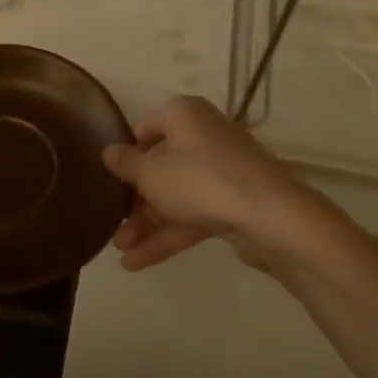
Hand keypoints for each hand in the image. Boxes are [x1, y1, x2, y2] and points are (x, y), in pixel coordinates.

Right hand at [100, 95, 303, 270]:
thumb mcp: (150, 173)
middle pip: (161, 166)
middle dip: (135, 200)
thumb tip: (108, 152)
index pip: (146, 127)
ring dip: (147, 224)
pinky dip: (168, 235)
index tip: (109, 178)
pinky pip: (193, 215)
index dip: (127, 153)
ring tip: (120, 251)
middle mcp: (203, 136)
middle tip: (112, 223)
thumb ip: (125, 163)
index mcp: (184, 115)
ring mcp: (221, 172)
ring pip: (176, 195)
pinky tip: (138, 262)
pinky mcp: (232, 202)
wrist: (269, 216)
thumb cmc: (199, 180)